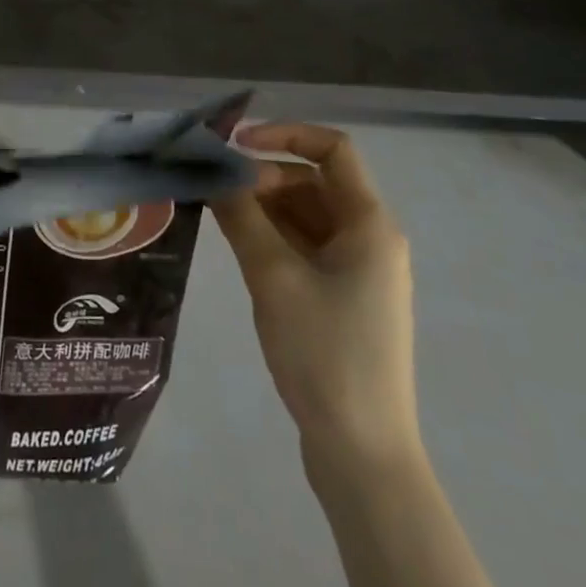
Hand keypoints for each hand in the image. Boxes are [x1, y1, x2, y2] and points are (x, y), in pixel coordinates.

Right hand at [212, 123, 419, 468]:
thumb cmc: (324, 353)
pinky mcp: (343, 298)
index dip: (285, 134)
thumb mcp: (273, 277)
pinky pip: (305, 247)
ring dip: (264, 207)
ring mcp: (358, 271)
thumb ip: (242, 216)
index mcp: (370, 224)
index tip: (236, 145)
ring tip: (217, 214)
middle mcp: (370, 238)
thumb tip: (215, 174)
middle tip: (216, 191)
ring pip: (306, 215)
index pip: (333, 150)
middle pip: (314, 182)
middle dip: (265, 177)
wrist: (362, 452)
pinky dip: (272, 237)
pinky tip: (238, 246)